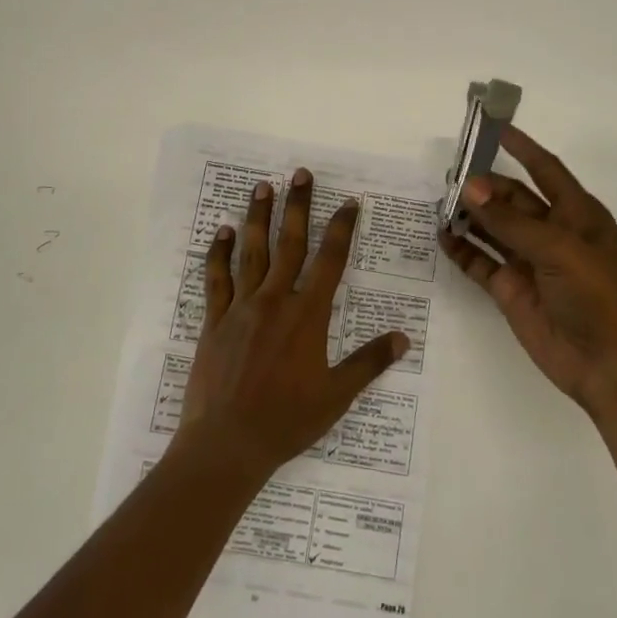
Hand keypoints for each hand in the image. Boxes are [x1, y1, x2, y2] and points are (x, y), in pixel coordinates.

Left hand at [172, 168, 408, 482]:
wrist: (227, 443)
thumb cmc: (287, 421)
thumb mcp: (336, 396)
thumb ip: (368, 363)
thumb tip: (402, 339)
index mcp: (307, 316)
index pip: (330, 262)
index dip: (341, 229)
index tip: (348, 203)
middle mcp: (274, 301)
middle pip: (289, 244)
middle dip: (297, 207)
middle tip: (300, 174)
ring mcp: (241, 308)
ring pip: (251, 253)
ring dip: (257, 218)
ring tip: (262, 187)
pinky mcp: (214, 321)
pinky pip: (216, 280)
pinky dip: (218, 254)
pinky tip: (220, 232)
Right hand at [439, 127, 616, 413]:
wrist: (611, 365)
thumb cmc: (598, 296)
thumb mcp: (558, 250)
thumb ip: (510, 220)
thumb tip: (469, 187)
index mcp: (576, 214)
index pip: (545, 169)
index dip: (522, 148)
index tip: (493, 127)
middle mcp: (552, 233)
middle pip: (512, 198)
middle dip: (484, 185)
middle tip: (448, 176)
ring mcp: (530, 262)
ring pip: (493, 228)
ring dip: (469, 215)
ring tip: (437, 201)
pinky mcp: (511, 290)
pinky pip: (481, 262)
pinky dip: (462, 249)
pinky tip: (441, 236)